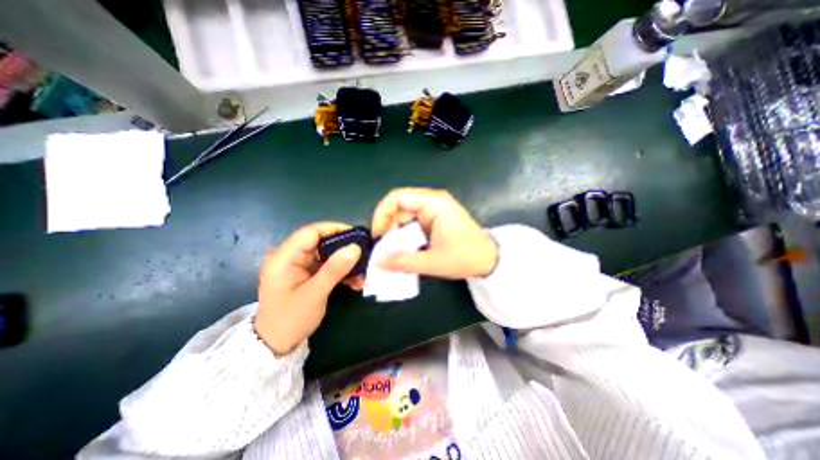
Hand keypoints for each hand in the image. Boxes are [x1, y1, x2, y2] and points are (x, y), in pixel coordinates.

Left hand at [253, 222, 360, 354]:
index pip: (311, 232)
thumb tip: (355, 248)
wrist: (276, 345)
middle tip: (364, 255)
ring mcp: (299, 266)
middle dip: (344, 249)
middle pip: (321, 242)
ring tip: (362, 274)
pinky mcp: (307, 274)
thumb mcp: (314, 294)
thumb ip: (334, 269)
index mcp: (284, 257)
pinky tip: (354, 282)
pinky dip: (341, 272)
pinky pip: (327, 266)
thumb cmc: (290, 319)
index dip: (334, 229)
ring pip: (327, 255)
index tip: (356, 236)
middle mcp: (291, 257)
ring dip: (345, 263)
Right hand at [373, 186, 499, 279]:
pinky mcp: (434, 218)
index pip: (397, 197)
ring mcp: (434, 209)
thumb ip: (403, 261)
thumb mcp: (432, 262)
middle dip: (388, 226)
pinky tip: (404, 248)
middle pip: (399, 206)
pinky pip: (412, 222)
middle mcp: (432, 201)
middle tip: (384, 248)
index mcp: (433, 203)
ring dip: (396, 232)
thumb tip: (377, 261)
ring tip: (392, 251)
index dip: (382, 214)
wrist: (488, 259)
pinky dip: (405, 234)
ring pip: (404, 215)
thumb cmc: (465, 257)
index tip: (378, 235)